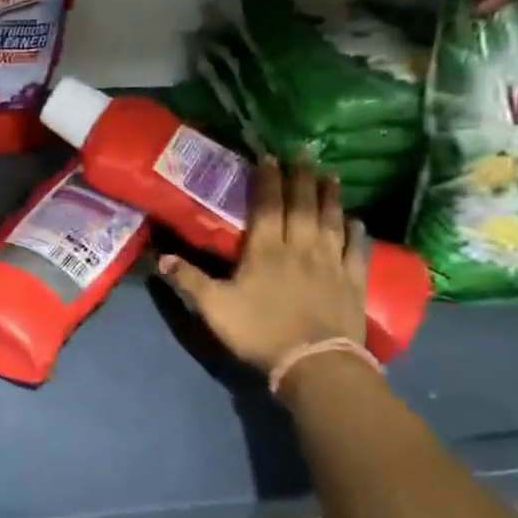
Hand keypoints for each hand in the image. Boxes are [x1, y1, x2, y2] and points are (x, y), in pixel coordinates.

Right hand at [157, 159, 366, 372]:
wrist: (315, 363)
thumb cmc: (260, 332)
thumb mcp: (214, 307)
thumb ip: (188, 280)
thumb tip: (160, 256)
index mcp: (265, 250)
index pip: (268, 205)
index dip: (268, 179)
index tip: (269, 156)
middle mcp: (300, 247)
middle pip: (302, 205)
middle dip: (301, 177)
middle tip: (303, 153)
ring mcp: (330, 263)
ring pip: (332, 220)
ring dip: (330, 195)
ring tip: (330, 175)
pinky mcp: (353, 281)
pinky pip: (356, 249)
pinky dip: (356, 232)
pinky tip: (356, 220)